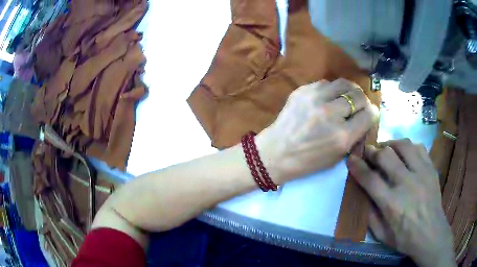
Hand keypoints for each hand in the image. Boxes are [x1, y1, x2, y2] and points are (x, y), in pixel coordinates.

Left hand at [256, 79, 378, 183]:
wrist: (276, 152)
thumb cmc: (308, 161)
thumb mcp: (338, 156)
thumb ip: (355, 135)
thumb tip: (365, 117)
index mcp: (342, 136)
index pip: (369, 114)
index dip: (372, 113)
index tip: (368, 115)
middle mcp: (331, 113)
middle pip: (359, 95)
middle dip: (363, 101)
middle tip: (358, 106)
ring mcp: (315, 98)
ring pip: (344, 83)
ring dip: (349, 91)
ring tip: (345, 98)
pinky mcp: (302, 90)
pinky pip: (326, 83)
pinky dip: (331, 90)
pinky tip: (327, 99)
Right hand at [347, 139, 455, 266]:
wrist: (431, 234)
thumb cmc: (405, 238)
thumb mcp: (381, 235)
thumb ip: (370, 215)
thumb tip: (363, 194)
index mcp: (391, 204)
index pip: (370, 179)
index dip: (357, 166)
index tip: (351, 159)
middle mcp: (406, 184)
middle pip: (386, 156)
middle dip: (372, 150)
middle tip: (368, 151)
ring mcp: (421, 173)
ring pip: (403, 145)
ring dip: (390, 144)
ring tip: (386, 149)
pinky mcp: (431, 169)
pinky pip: (419, 147)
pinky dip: (408, 147)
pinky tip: (405, 152)